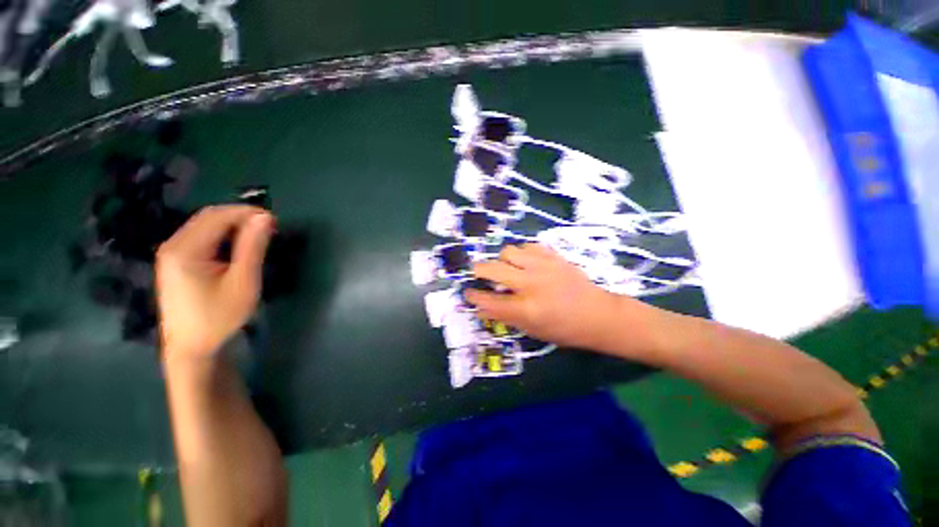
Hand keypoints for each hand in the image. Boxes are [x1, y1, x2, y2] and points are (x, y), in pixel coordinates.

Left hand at [156, 205, 273, 359]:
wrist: (191, 347)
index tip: (275, 221)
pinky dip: (223, 236)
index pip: (218, 216)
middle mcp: (173, 245)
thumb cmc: (219, 316)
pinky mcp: (175, 261)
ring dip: (233, 226)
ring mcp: (171, 253)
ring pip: (205, 226)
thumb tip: (265, 217)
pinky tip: (237, 249)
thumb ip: (252, 247)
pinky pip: (201, 237)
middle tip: (269, 229)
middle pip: (209, 217)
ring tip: (258, 238)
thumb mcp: (243, 282)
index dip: (247, 213)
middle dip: (241, 217)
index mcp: (185, 249)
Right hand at [465, 243, 650, 350]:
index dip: (473, 297)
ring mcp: (542, 267)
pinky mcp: (553, 257)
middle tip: (478, 274)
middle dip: (478, 270)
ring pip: (508, 251)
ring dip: (502, 260)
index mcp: (525, 309)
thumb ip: (505, 317)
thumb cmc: (564, 329)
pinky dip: (521, 253)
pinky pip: (528, 246)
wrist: (598, 314)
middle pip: (492, 269)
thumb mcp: (532, 330)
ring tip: (507, 268)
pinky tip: (525, 262)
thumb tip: (482, 309)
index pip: (488, 301)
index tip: (468, 293)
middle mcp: (530, 284)